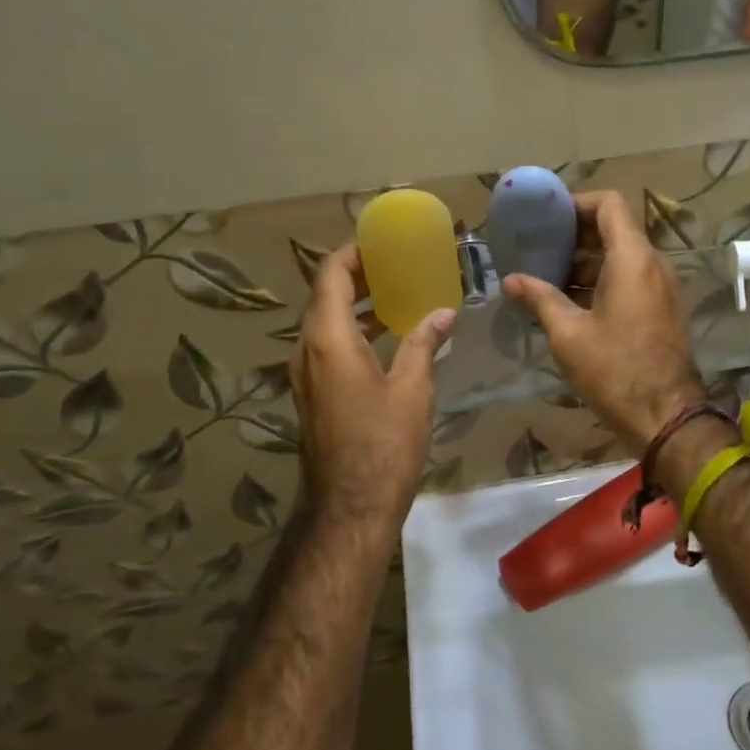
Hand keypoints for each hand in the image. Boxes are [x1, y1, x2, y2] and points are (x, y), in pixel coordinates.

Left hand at [291, 245, 453, 538]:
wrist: (350, 508)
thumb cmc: (384, 445)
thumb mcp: (411, 390)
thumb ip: (422, 344)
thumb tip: (443, 314)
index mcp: (328, 339)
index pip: (330, 275)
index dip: (353, 252)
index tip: (381, 241)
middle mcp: (307, 350)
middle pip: (325, 295)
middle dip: (358, 275)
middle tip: (396, 263)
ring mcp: (306, 374)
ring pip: (325, 322)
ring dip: (355, 304)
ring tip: (396, 293)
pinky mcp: (313, 394)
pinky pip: (328, 346)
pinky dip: (353, 330)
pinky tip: (386, 336)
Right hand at [501, 190, 706, 451]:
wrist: (666, 416)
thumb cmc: (614, 370)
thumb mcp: (568, 334)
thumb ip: (539, 298)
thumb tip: (510, 280)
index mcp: (632, 259)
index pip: (609, 204)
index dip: (576, 203)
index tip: (547, 219)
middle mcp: (653, 264)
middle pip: (615, 229)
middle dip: (575, 235)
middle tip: (538, 248)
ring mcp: (662, 287)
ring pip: (622, 256)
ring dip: (587, 261)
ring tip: (547, 277)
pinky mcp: (662, 309)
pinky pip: (631, 279)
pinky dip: (602, 280)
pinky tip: (571, 302)